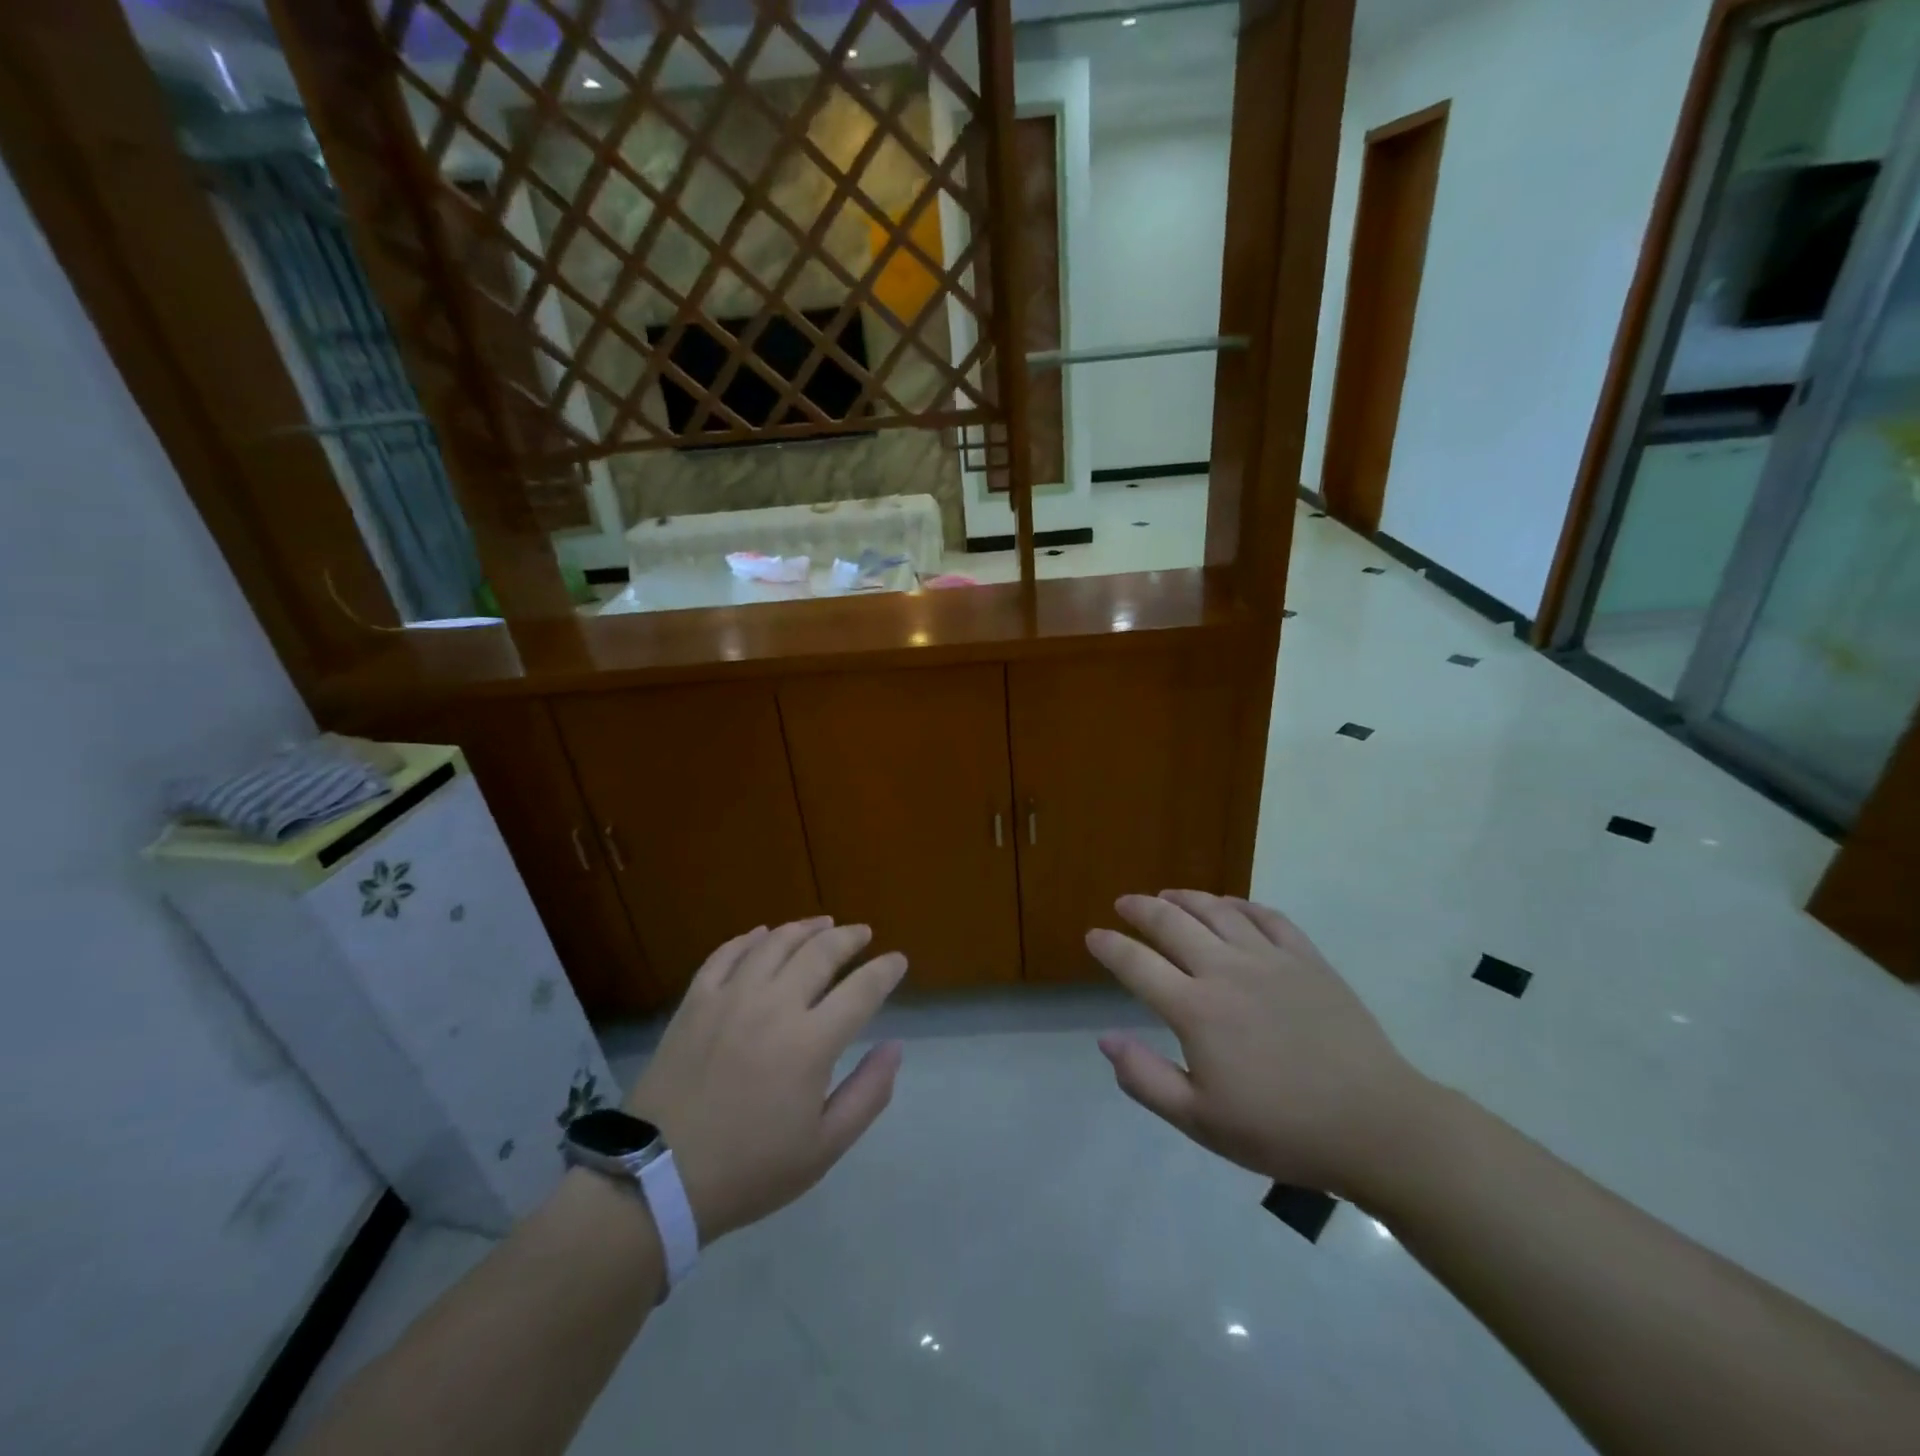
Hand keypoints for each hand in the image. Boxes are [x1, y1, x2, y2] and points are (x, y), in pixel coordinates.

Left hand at [625, 918, 907, 1242]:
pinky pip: (726, 954)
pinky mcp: (696, 1001)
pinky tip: (762, 934)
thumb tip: (895, 1047)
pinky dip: (750, 938)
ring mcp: (731, 998)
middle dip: (849, 937)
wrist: (658, 1178)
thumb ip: (868, 1094)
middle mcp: (774, 1005)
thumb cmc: (750, 1169)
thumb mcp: (824, 1148)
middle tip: (863, 933)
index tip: (898, 961)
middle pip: (821, 952)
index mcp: (811, 1042)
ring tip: (823, 923)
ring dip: (805, 928)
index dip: (885, 970)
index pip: (862, 989)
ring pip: (775, 942)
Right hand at [1088, 891, 1426, 1200]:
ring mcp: (1270, 959)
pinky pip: (1267, 917)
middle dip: (1140, 909)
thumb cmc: (1282, 1130)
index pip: (1137, 964)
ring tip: (1168, 895)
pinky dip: (1241, 905)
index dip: (1109, 946)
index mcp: (1195, 1009)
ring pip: (1216, 910)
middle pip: (1171, 924)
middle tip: (1124, 904)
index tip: (1093, 935)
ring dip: (1185, 898)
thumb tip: (1105, 1038)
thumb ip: (1145, 1078)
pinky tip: (1231, 906)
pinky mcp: (1307, 959)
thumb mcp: (1201, 1122)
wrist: (1376, 1126)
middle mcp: (1226, 970)